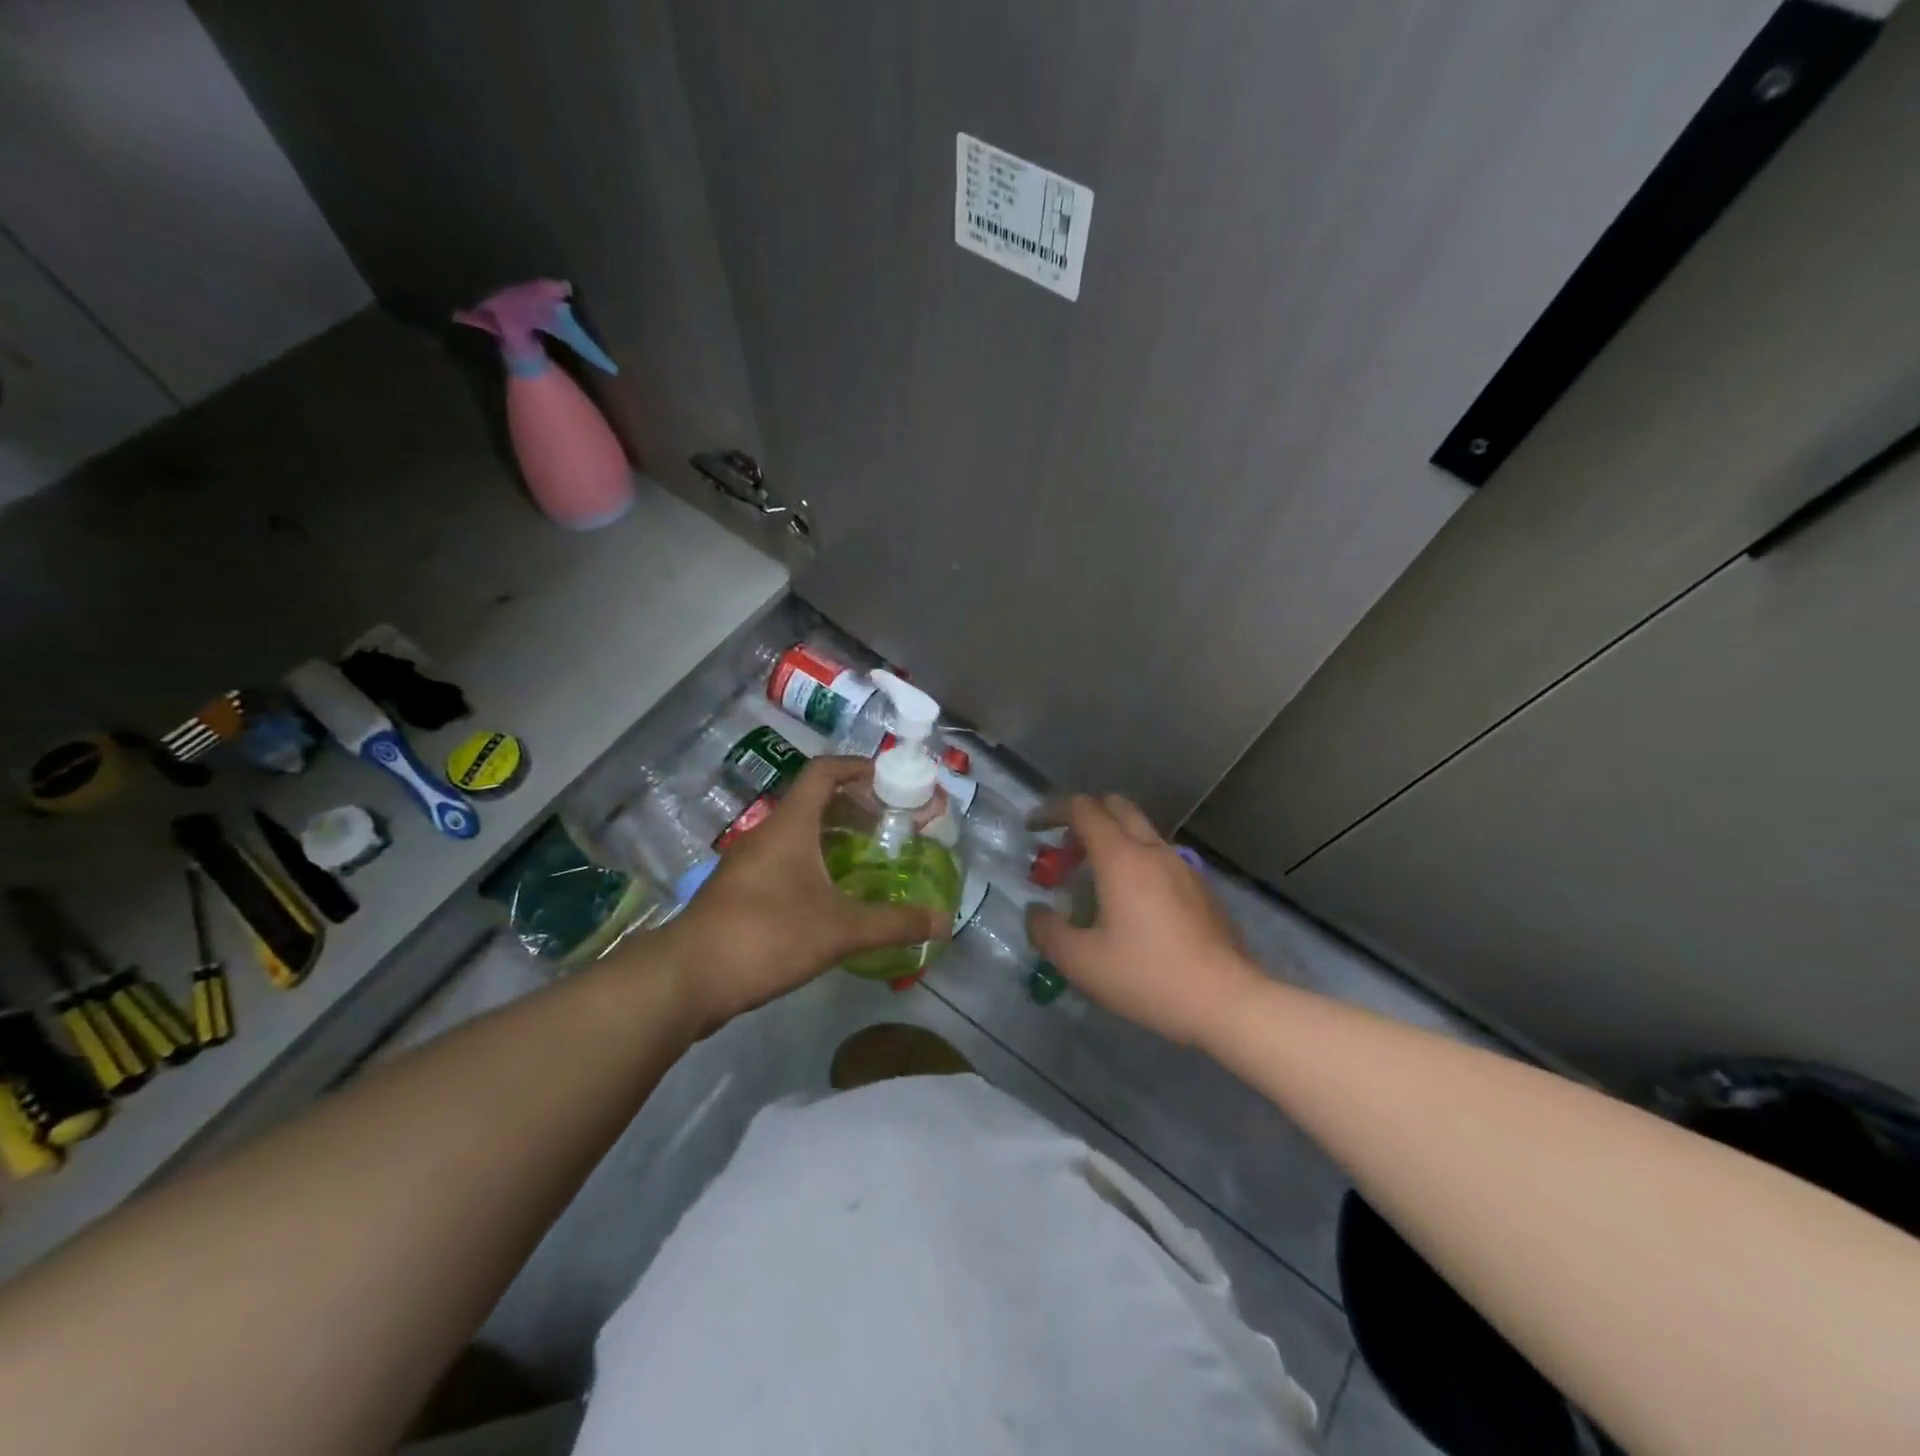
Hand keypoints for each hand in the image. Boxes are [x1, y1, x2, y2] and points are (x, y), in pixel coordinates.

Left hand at [660, 757, 944, 1032]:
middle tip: (892, 823)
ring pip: (799, 833)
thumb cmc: (766, 935)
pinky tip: (834, 893)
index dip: (858, 767)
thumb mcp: (839, 929)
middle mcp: (768, 833)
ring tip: (870, 856)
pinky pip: (785, 860)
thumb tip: (943, 921)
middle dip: (855, 806)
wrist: (687, 978)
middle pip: (814, 801)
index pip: (823, 772)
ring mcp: (749, 862)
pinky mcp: (740, 891)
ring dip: (834, 836)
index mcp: (790, 824)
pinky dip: (815, 862)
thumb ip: (893, 923)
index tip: (890, 780)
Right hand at [1025, 794, 1264, 1046]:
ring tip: (1093, 882)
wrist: (1227, 1001)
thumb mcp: (1081, 962)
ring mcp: (1182, 866)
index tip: (1032, 830)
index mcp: (1121, 857)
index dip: (1052, 811)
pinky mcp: (1200, 887)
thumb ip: (1048, 931)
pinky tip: (1131, 905)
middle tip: (1064, 852)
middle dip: (1083, 818)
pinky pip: (1159, 856)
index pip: (1082, 809)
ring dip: (1110, 840)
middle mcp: (1153, 850)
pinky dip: (1135, 860)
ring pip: (1140, 831)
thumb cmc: (1148, 976)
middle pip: (1115, 806)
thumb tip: (1036, 911)